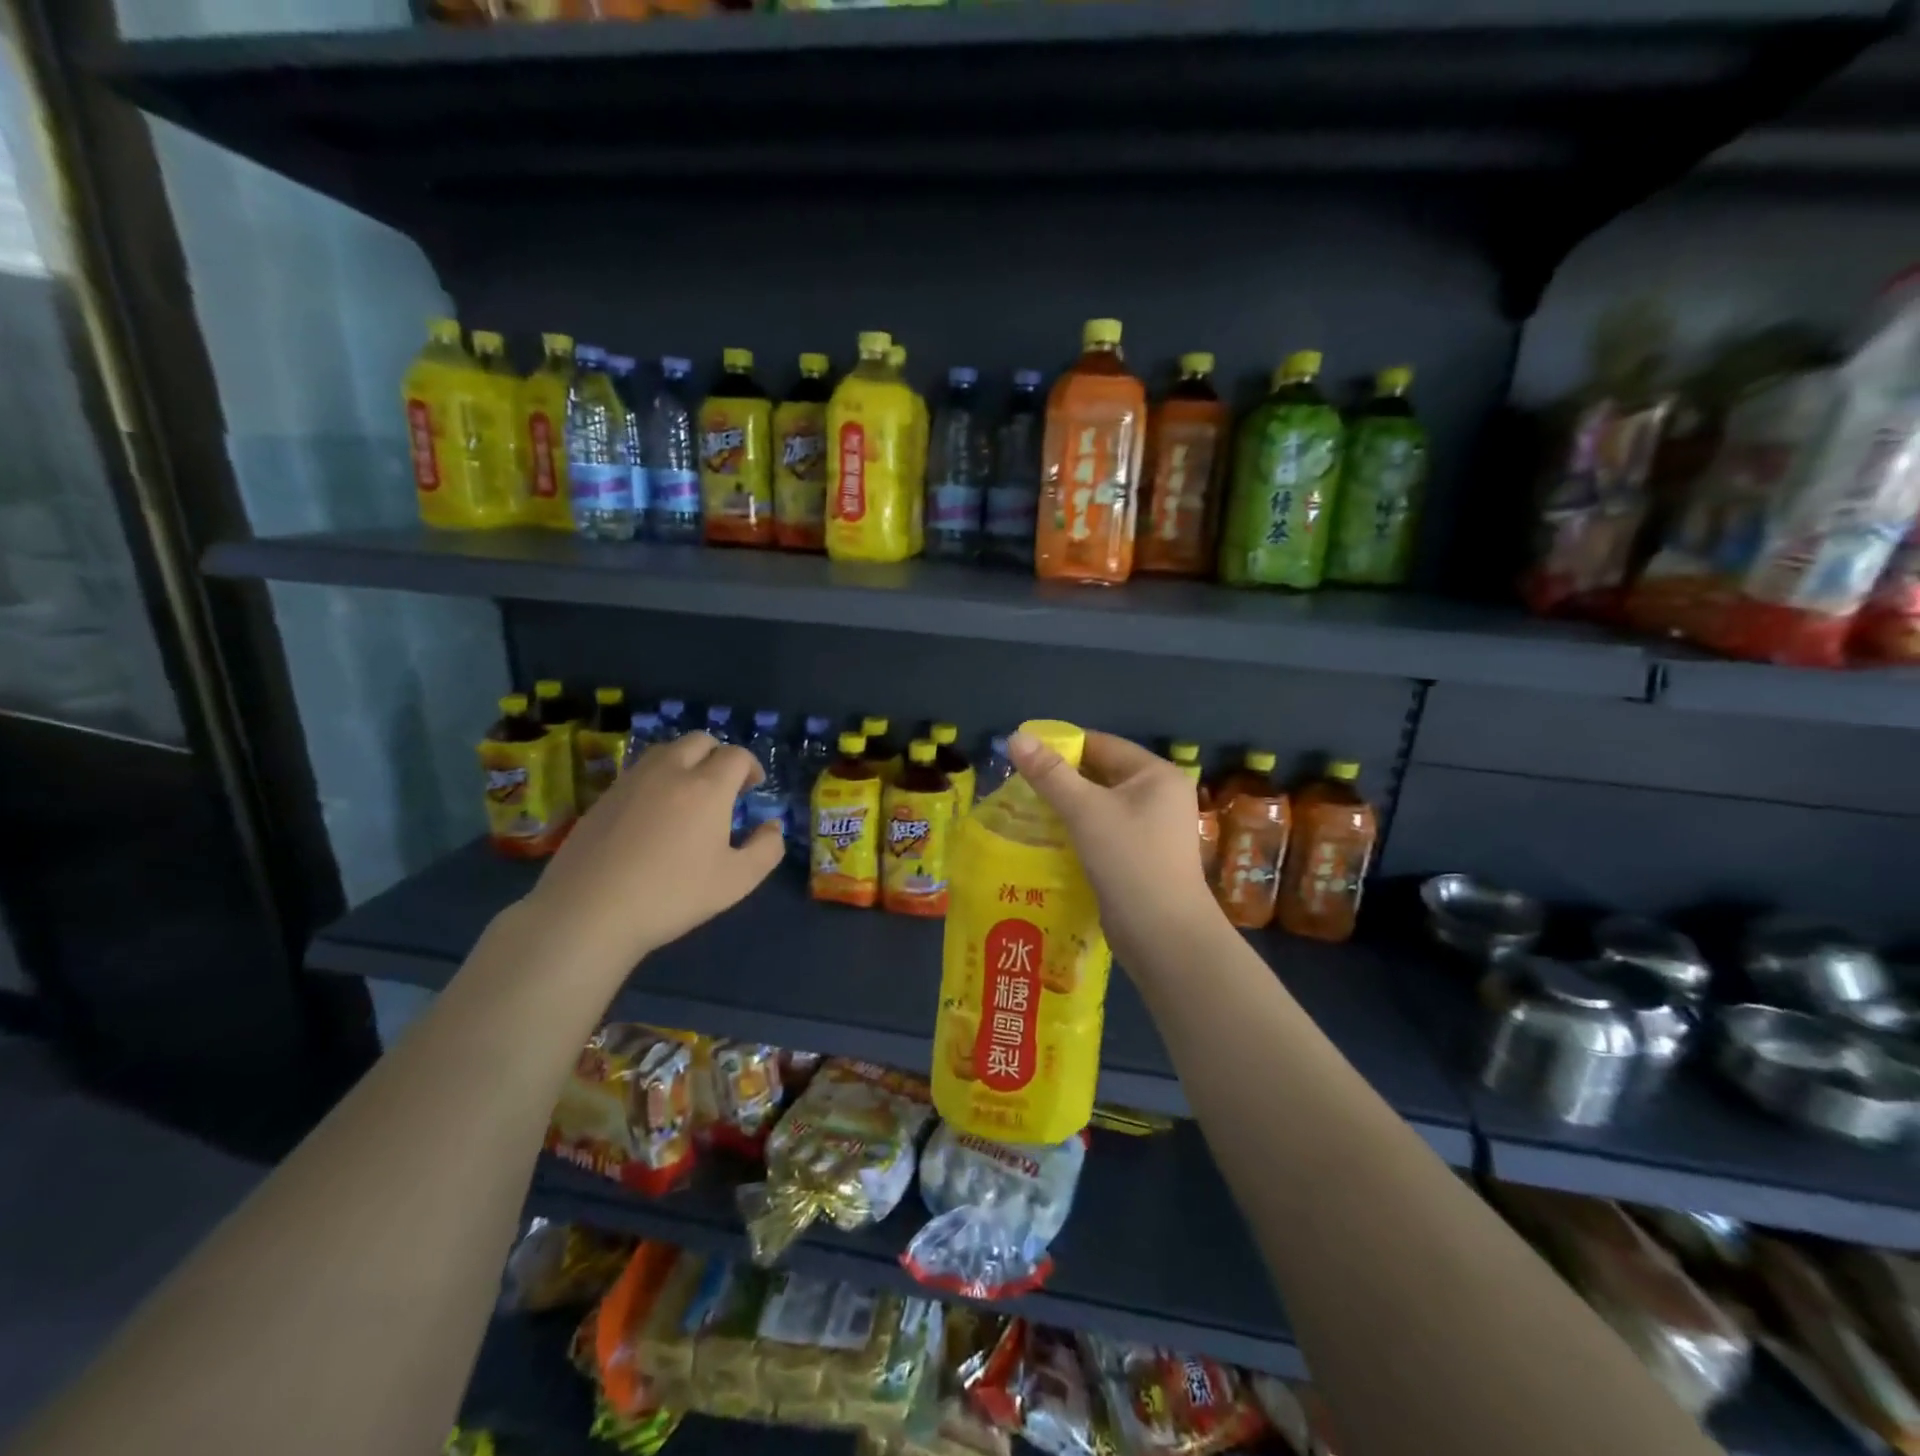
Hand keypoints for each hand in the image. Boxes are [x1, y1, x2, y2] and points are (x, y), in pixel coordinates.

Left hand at [520, 732, 783, 968]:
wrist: (588, 911)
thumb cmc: (672, 895)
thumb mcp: (736, 881)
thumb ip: (766, 849)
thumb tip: (772, 827)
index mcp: (707, 787)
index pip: (736, 755)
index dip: (751, 767)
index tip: (752, 789)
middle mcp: (670, 772)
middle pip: (700, 740)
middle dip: (719, 755)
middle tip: (724, 787)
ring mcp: (631, 781)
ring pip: (666, 750)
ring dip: (686, 761)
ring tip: (689, 794)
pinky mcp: (603, 797)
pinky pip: (639, 771)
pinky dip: (657, 778)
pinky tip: (654, 814)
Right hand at [1006, 728, 1223, 972]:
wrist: (1163, 934)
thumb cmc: (1129, 861)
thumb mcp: (1085, 811)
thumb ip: (1049, 774)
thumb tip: (1016, 737)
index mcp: (1156, 774)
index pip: (1102, 745)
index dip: (1062, 746)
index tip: (1022, 754)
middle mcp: (1159, 795)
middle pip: (1101, 774)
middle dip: (1060, 778)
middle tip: (1017, 784)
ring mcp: (1152, 828)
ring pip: (1100, 805)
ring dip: (1066, 806)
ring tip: (1024, 808)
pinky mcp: (1140, 856)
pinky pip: (1103, 830)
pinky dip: (1077, 829)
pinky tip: (1046, 836)